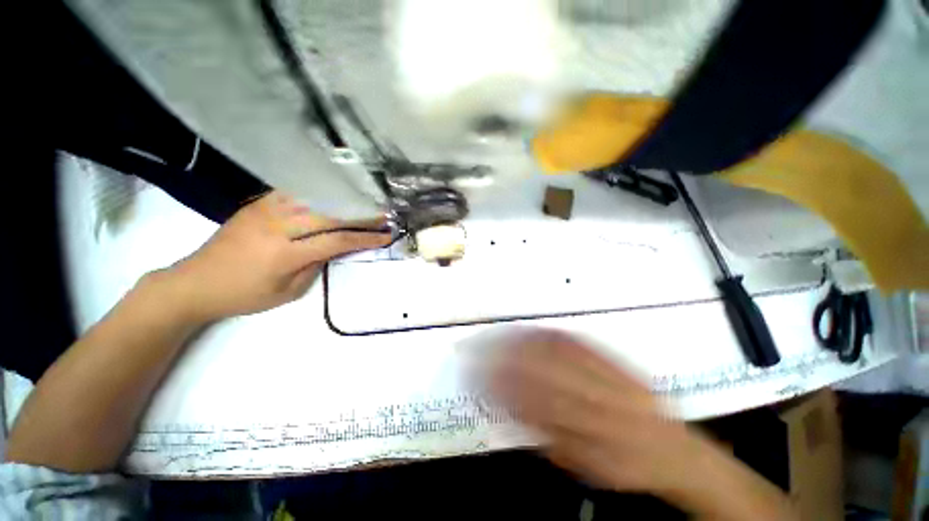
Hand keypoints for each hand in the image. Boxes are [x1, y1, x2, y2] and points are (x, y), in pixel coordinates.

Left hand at [163, 191, 390, 322]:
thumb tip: (336, 247)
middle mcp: (277, 227)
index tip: (386, 236)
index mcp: (285, 254)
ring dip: (343, 201)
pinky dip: (318, 193)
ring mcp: (265, 210)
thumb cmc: (243, 295)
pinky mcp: (257, 203)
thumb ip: (316, 266)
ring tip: (364, 203)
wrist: (194, 282)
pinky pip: (295, 193)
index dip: (365, 238)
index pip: (337, 241)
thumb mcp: (287, 292)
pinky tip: (333, 194)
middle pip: (330, 215)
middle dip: (361, 215)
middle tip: (383, 215)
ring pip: (315, 199)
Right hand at [486, 330, 696, 493]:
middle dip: (508, 358)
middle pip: (546, 372)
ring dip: (523, 341)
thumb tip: (511, 410)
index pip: (539, 405)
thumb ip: (547, 439)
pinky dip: (548, 334)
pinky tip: (529, 329)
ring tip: (497, 335)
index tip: (480, 376)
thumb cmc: (625, 466)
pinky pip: (578, 342)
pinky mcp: (615, 360)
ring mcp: (610, 375)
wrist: (672, 448)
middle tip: (480, 350)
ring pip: (559, 353)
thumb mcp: (587, 467)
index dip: (506, 388)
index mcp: (595, 435)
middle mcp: (603, 401)